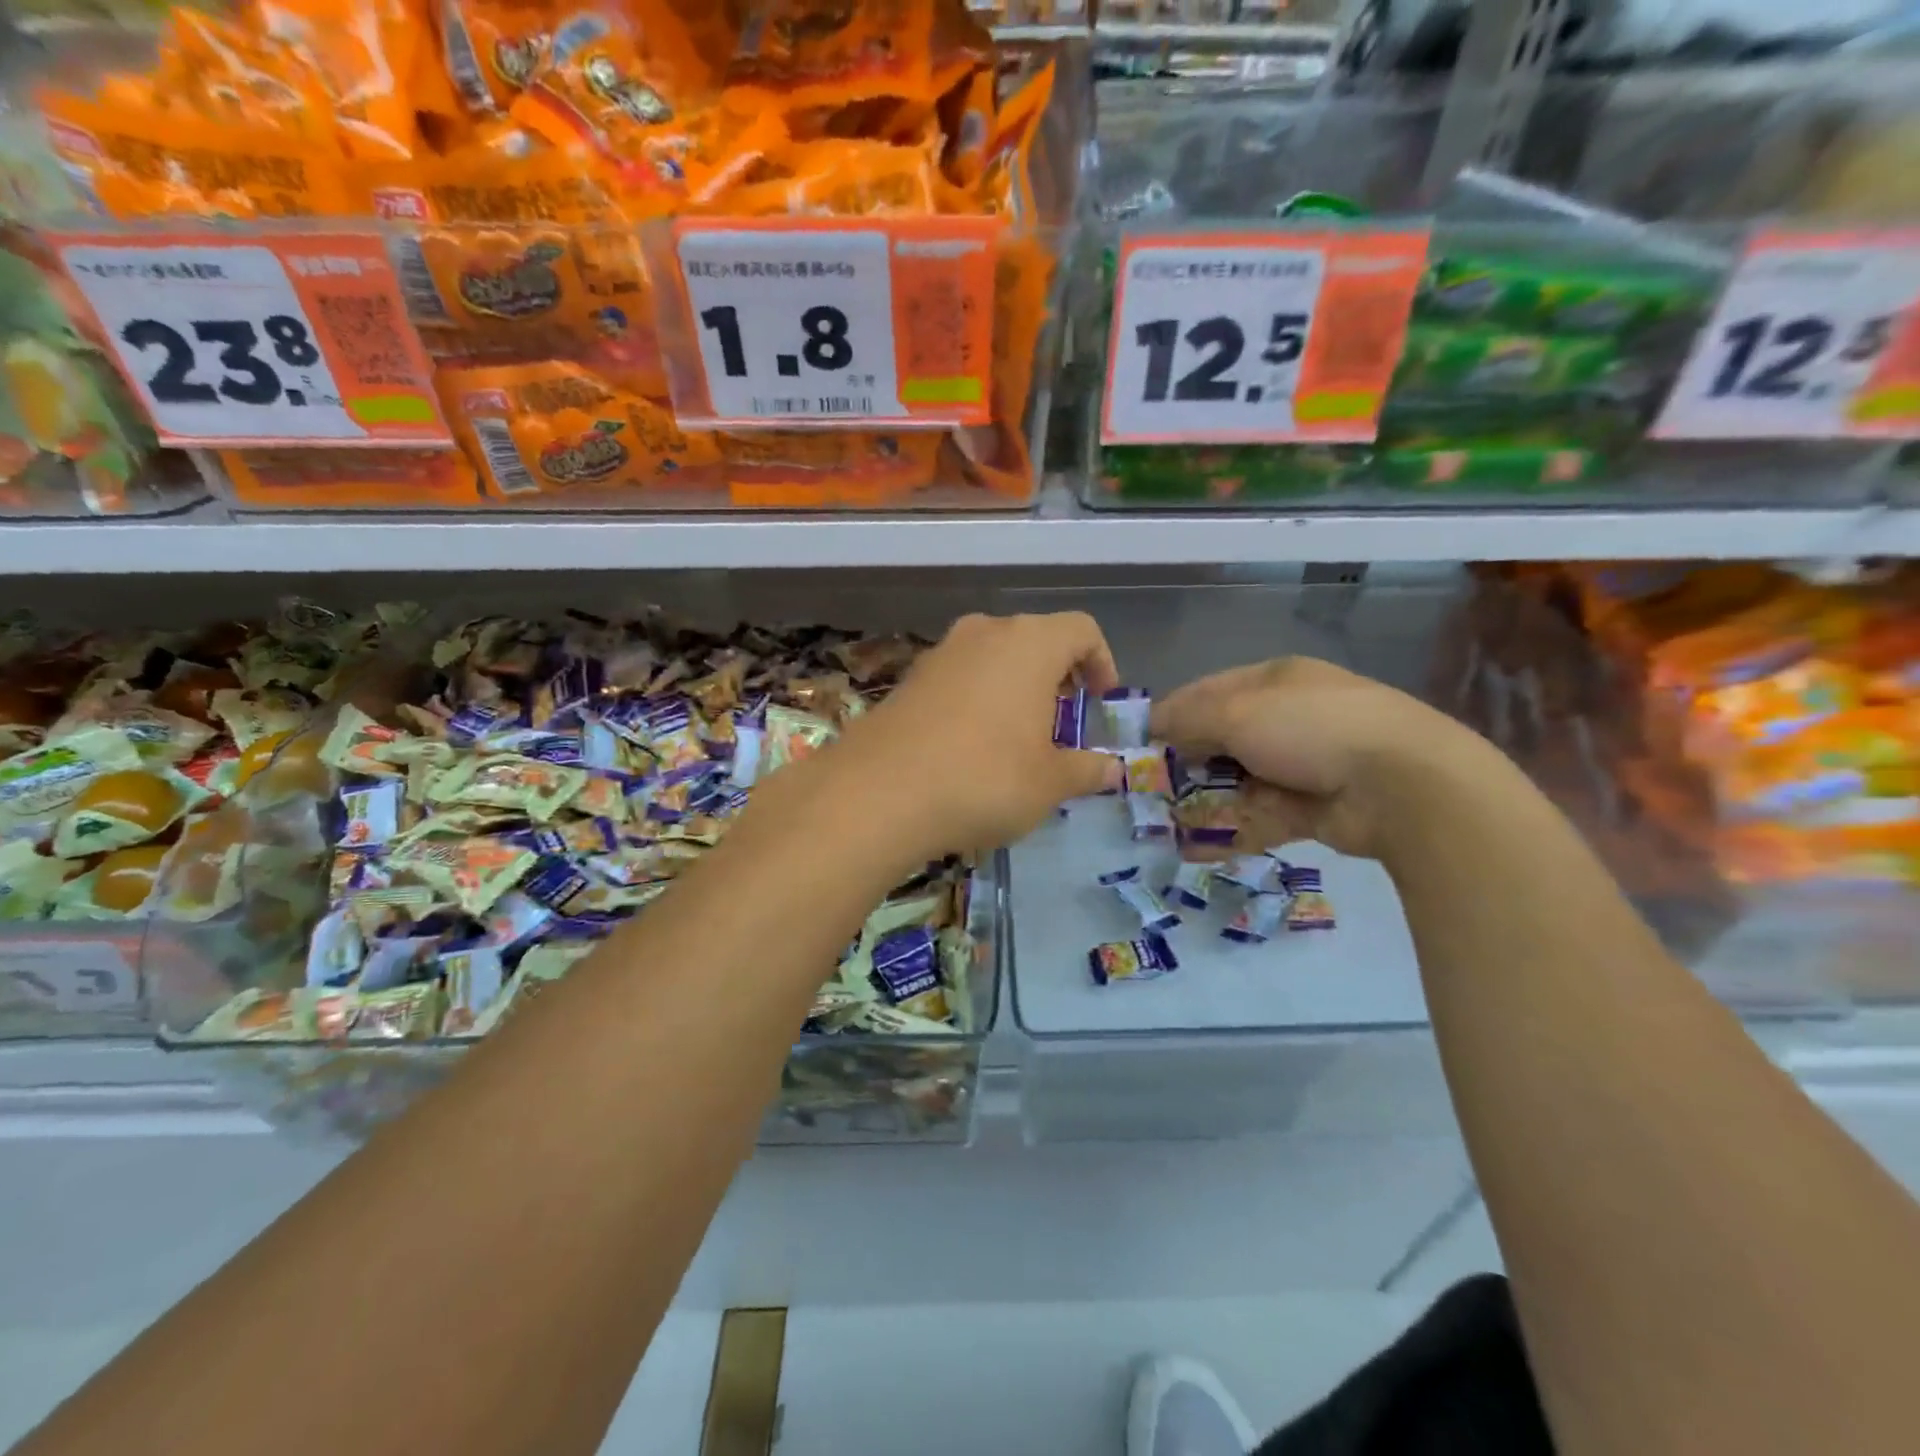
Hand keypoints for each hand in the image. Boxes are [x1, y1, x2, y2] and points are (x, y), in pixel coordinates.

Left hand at [820, 612, 1124, 860]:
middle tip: (1061, 724)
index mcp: (1030, 643)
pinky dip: (976, 699)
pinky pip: (958, 678)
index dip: (1101, 662)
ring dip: (1013, 688)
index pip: (1081, 630)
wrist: (880, 793)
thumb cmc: (985, 778)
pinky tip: (969, 746)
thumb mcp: (1049, 783)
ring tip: (1016, 738)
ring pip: (992, 657)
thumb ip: (1086, 769)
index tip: (1099, 703)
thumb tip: (1112, 768)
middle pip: (1035, 640)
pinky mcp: (908, 679)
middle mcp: (984, 633)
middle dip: (1056, 677)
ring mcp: (940, 653)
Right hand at [1150, 656, 1487, 860]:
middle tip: (1145, 789)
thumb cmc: (1310, 728)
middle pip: (1219, 740)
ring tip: (1159, 824)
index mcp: (1273, 682)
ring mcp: (1299, 766)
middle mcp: (1285, 719)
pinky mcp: (1309, 810)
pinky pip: (1256, 819)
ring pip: (1235, 783)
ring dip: (1200, 802)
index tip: (1136, 742)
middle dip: (1183, 764)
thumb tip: (1153, 725)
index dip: (1170, 714)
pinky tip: (1192, 848)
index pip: (1207, 692)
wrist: (1401, 785)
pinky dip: (1227, 833)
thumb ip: (1188, 719)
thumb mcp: (1238, 712)